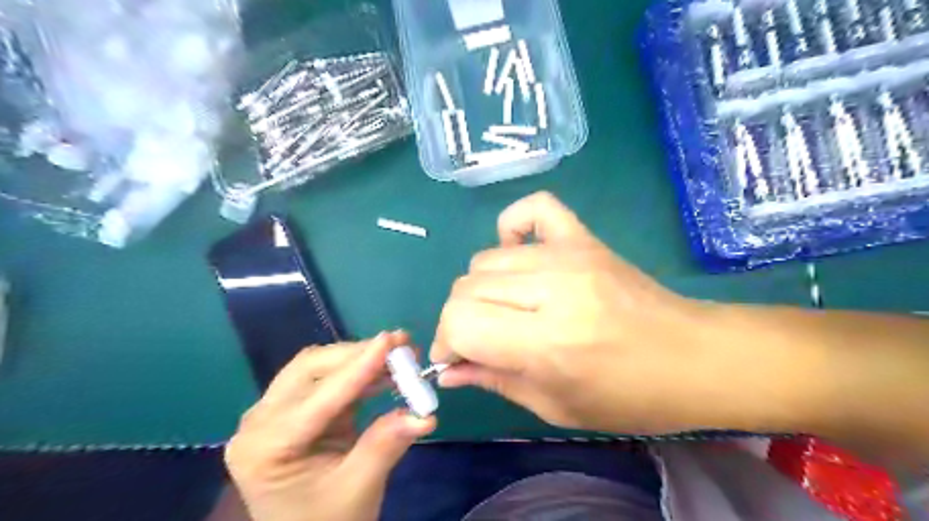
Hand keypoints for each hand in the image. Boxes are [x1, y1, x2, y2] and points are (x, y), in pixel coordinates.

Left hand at [227, 333, 438, 519]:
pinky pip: (325, 377)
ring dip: (359, 358)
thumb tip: (425, 414)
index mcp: (265, 448)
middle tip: (402, 347)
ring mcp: (272, 412)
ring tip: (399, 356)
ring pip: (317, 366)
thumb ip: (386, 445)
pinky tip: (383, 372)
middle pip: (311, 368)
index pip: (319, 398)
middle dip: (359, 354)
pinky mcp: (292, 408)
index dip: (359, 367)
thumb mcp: (359, 489)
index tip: (392, 340)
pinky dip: (356, 372)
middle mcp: (259, 422)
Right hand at [432, 192, 785, 434]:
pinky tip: (519, 255)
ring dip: (481, 289)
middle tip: (478, 342)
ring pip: (485, 259)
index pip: (460, 322)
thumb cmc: (630, 397)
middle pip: (466, 288)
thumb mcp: (555, 407)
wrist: (695, 357)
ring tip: (502, 310)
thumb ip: (493, 381)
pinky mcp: (584, 238)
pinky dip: (512, 228)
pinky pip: (533, 209)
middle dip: (458, 321)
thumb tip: (447, 369)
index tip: (454, 359)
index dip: (445, 343)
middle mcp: (553, 288)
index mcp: (547, 342)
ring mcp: (570, 254)